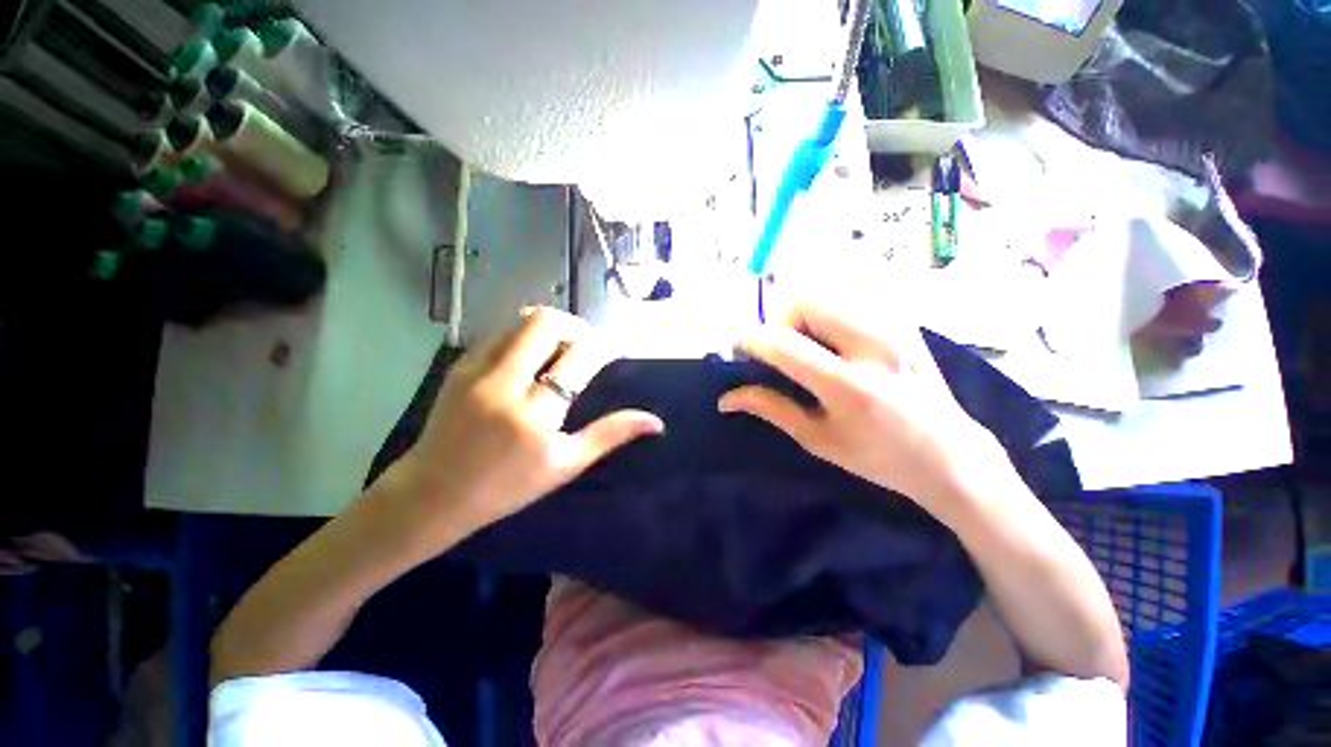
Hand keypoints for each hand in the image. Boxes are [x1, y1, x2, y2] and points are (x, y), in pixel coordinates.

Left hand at [381, 307, 662, 542]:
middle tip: (585, 348)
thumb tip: (655, 421)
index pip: (578, 358)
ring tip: (560, 353)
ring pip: (521, 320)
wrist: (431, 494)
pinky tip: (531, 360)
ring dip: (550, 328)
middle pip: (545, 322)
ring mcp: (475, 370)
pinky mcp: (460, 365)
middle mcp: (503, 384)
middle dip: (575, 327)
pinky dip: (526, 336)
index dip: (603, 347)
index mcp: (534, 416)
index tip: (613, 351)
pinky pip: (502, 332)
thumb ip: (610, 435)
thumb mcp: (565, 465)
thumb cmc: (506, 487)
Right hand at [719, 300, 998, 512]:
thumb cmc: (879, 457)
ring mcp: (892, 327)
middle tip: (780, 352)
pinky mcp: (901, 321)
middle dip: (778, 322)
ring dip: (800, 317)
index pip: (783, 343)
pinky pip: (846, 301)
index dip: (751, 341)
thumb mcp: (818, 440)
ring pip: (824, 295)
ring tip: (805, 348)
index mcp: (849, 386)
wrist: (950, 453)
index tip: (741, 352)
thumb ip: (770, 409)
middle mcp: (873, 346)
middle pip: (804, 301)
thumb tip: (726, 398)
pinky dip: (824, 316)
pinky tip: (831, 345)